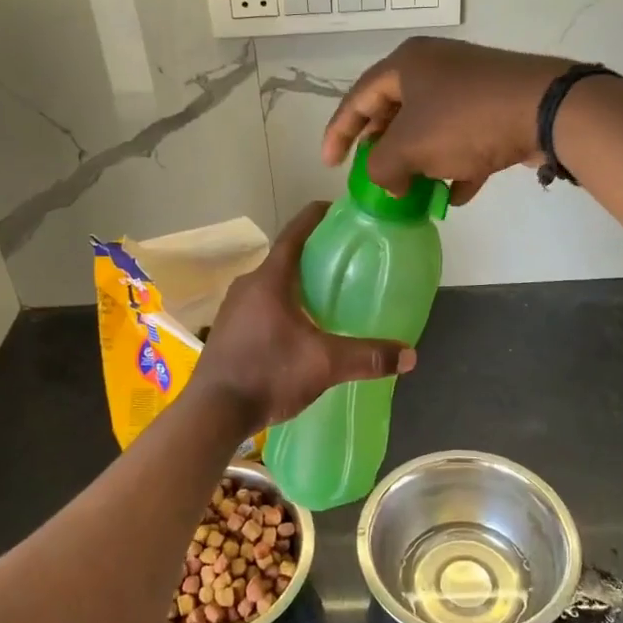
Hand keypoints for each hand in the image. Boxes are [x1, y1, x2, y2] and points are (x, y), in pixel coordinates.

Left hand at [192, 203, 416, 433]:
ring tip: (326, 294)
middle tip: (344, 260)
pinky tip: (299, 326)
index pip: (295, 233)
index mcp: (270, 279)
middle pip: (285, 258)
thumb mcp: (324, 364)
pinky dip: (282, 304)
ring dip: (297, 283)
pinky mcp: (228, 329)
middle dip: (314, 255)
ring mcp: (233, 307)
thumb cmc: (268, 374)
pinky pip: (260, 304)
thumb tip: (409, 355)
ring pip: (272, 283)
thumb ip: (367, 357)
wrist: (212, 412)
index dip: (317, 217)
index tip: (338, 210)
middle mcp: (248, 284)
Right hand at [322, 37, 569, 203]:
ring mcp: (468, 86)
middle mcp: (435, 67)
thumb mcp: (410, 148)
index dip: (339, 133)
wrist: (545, 110)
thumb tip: (388, 182)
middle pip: (394, 112)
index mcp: (406, 64)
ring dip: (419, 163)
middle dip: (384, 151)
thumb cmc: (464, 121)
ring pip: (430, 128)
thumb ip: (382, 168)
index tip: (330, 165)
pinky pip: (463, 138)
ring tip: (412, 192)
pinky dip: (455, 165)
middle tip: (375, 177)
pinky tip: (455, 195)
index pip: (358, 99)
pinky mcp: (496, 106)